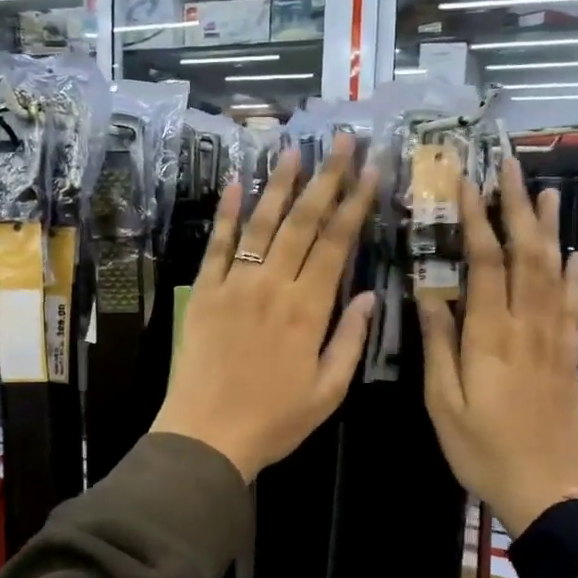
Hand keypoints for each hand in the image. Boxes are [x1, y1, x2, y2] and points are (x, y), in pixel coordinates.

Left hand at [152, 134, 378, 482]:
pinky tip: (237, 184)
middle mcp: (273, 286)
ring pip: (262, 224)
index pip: (336, 244)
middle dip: (326, 178)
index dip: (356, 204)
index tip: (371, 170)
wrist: (206, 435)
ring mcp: (235, 284)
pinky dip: (227, 214)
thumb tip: (368, 295)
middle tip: (342, 141)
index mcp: (308, 310)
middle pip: (303, 222)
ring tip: (294, 149)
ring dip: (280, 184)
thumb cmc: (274, 420)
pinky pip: (218, 245)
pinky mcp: (205, 292)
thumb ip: (350, 340)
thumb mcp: (328, 392)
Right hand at [418, 158, 577, 535]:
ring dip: (548, 228)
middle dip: (516, 206)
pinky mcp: (569, 354)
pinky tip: (576, 253)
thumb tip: (427, 292)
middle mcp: (527, 325)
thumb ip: (438, 344)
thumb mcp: (442, 402)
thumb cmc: (482, 449)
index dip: (476, 218)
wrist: (547, 488)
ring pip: (555, 270)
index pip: (485, 262)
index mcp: (490, 334)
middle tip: (510, 165)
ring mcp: (554, 337)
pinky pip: (575, 304)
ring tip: (544, 190)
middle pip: (526, 254)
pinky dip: (576, 274)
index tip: (466, 182)